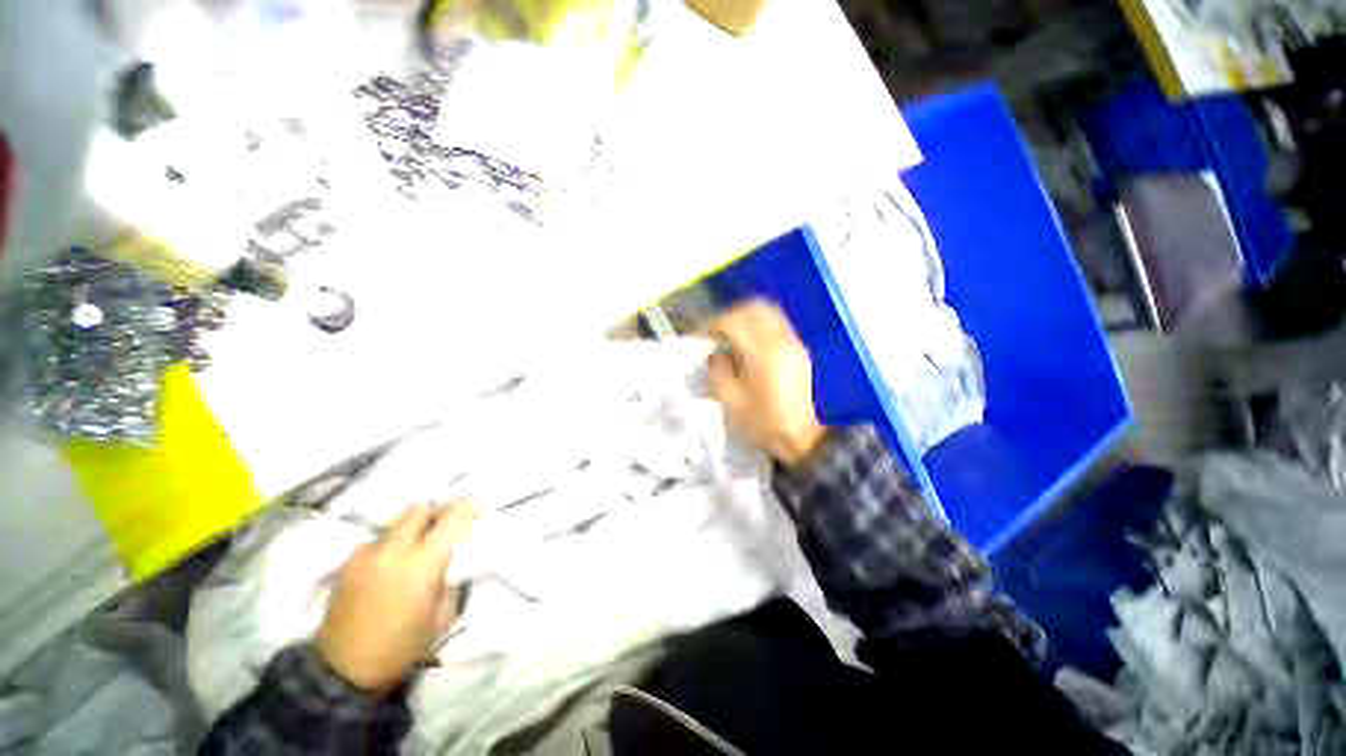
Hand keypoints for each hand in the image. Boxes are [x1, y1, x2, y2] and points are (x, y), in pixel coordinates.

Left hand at [316, 502, 476, 693]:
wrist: (341, 672)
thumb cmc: (400, 648)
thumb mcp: (440, 617)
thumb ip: (448, 580)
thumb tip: (451, 559)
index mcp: (419, 566)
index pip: (449, 522)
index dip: (466, 507)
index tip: (479, 502)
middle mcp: (391, 552)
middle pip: (418, 511)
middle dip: (437, 511)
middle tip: (449, 523)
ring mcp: (364, 555)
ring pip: (396, 524)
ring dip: (414, 528)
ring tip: (420, 547)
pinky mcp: (346, 564)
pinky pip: (378, 541)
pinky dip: (393, 543)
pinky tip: (394, 564)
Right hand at [708, 300, 826, 466]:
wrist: (804, 438)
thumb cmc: (764, 423)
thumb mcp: (730, 401)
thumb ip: (718, 371)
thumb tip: (716, 353)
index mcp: (762, 353)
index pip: (734, 321)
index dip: (713, 324)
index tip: (701, 336)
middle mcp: (781, 340)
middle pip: (754, 308)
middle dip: (729, 315)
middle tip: (715, 332)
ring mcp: (793, 343)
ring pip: (767, 312)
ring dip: (745, 318)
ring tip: (730, 336)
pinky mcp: (798, 350)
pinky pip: (776, 324)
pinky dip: (758, 325)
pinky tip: (748, 344)